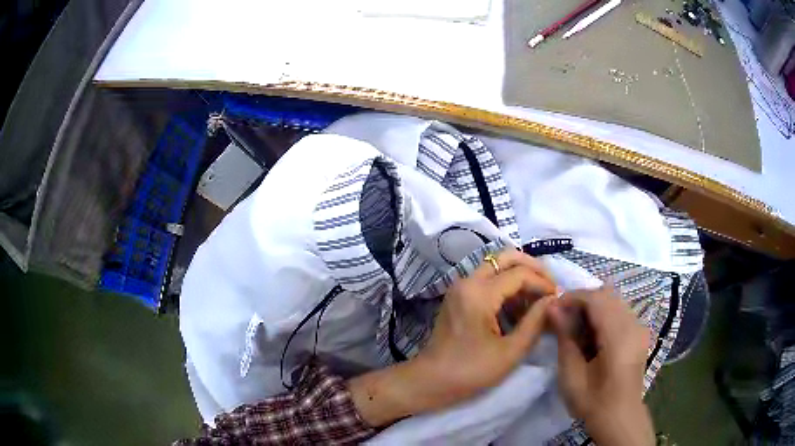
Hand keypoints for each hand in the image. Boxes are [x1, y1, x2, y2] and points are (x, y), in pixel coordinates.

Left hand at [350, 249, 556, 426]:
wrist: (431, 381)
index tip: (558, 298)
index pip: (519, 274)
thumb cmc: (471, 371)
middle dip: (532, 268)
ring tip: (537, 301)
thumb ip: (535, 322)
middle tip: (550, 285)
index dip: (543, 283)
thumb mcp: (510, 351)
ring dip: (518, 278)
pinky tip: (518, 309)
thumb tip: (552, 300)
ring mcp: (460, 288)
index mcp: (479, 294)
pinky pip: (486, 281)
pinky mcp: (458, 297)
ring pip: (496, 268)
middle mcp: (467, 282)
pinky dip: (505, 288)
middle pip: (505, 258)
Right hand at [549, 287, 655, 445]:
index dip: (573, 297)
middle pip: (608, 294)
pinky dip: (604, 314)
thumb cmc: (593, 401)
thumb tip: (553, 308)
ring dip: (593, 306)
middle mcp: (634, 324)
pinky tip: (593, 333)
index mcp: (619, 336)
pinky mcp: (640, 333)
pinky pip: (621, 311)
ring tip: (575, 324)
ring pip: (615, 300)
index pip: (596, 299)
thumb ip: (565, 337)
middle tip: (563, 316)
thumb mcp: (572, 373)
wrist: (619, 417)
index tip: (554, 307)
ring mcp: (640, 328)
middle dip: (583, 299)